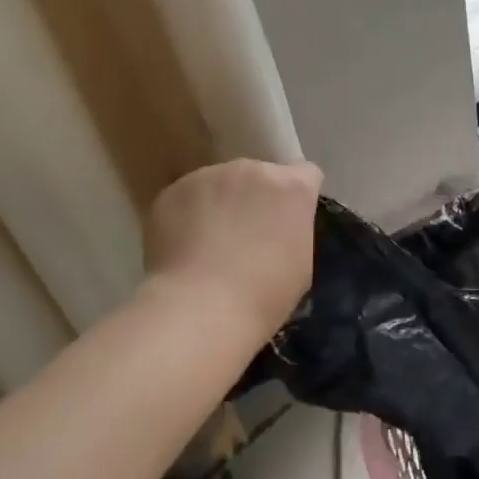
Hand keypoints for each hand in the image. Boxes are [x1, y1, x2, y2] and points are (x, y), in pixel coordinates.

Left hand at [144, 159, 322, 333]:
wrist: (200, 309)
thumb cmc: (263, 296)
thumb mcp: (301, 263)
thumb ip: (294, 229)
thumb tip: (278, 228)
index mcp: (292, 187)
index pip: (305, 174)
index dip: (296, 197)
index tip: (287, 220)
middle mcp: (253, 169)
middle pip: (259, 176)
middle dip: (254, 198)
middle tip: (244, 237)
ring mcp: (209, 176)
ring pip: (219, 184)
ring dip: (219, 204)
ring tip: (207, 246)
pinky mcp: (173, 190)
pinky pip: (186, 198)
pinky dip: (186, 216)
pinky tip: (182, 249)